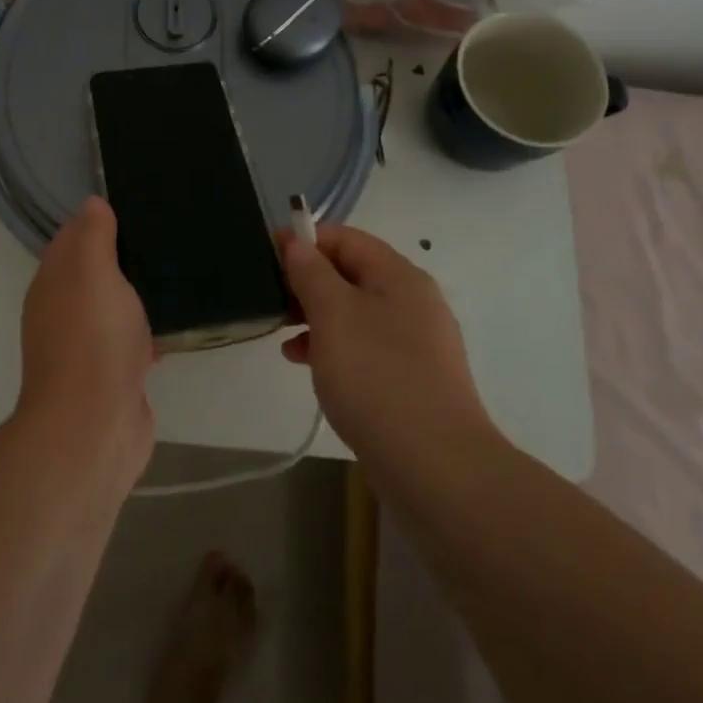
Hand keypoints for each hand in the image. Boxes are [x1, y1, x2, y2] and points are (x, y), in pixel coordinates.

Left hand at [16, 196, 155, 486]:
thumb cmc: (93, 340)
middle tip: (169, 233)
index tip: (138, 204)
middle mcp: (64, 311)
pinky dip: (151, 328)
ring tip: (181, 269)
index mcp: (53, 282)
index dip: (100, 220)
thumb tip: (92, 203)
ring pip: (116, 306)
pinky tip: (181, 319)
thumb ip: (92, 236)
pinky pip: (134, 339)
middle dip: (125, 255)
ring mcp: (88, 345)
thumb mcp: (92, 273)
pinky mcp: (114, 374)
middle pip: (95, 271)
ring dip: (140, 292)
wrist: (94, 428)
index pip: (72, 238)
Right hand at [279, 225, 496, 463]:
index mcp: (399, 276)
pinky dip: (333, 348)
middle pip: (351, 274)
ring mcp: (415, 342)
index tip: (267, 257)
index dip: (305, 241)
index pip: (346, 238)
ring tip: (283, 338)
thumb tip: (297, 243)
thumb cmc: (376, 376)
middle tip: (271, 301)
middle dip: (308, 283)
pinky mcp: (411, 378)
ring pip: (355, 313)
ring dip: (316, 317)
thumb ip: (311, 272)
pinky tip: (307, 365)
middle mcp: (413, 301)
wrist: (435, 465)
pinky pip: (365, 347)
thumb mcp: (333, 314)